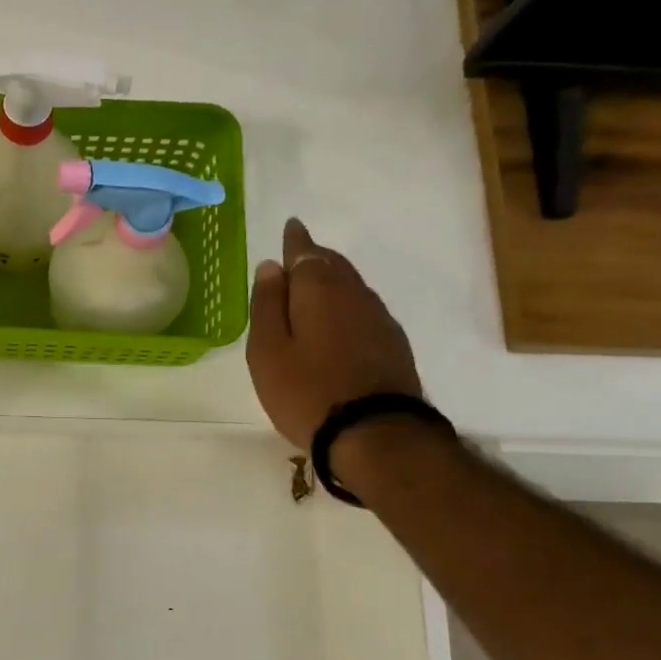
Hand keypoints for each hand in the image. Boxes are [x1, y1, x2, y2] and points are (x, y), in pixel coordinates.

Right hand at [246, 217, 421, 451]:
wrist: (375, 433)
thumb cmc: (306, 390)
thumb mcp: (268, 350)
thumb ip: (267, 305)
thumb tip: (271, 266)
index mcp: (318, 290)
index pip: (305, 252)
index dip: (295, 240)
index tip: (291, 226)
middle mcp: (354, 294)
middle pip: (333, 265)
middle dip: (315, 257)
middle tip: (298, 255)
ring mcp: (379, 318)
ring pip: (351, 286)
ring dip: (332, 280)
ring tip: (313, 287)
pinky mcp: (393, 343)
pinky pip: (363, 309)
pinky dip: (346, 305)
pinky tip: (338, 321)